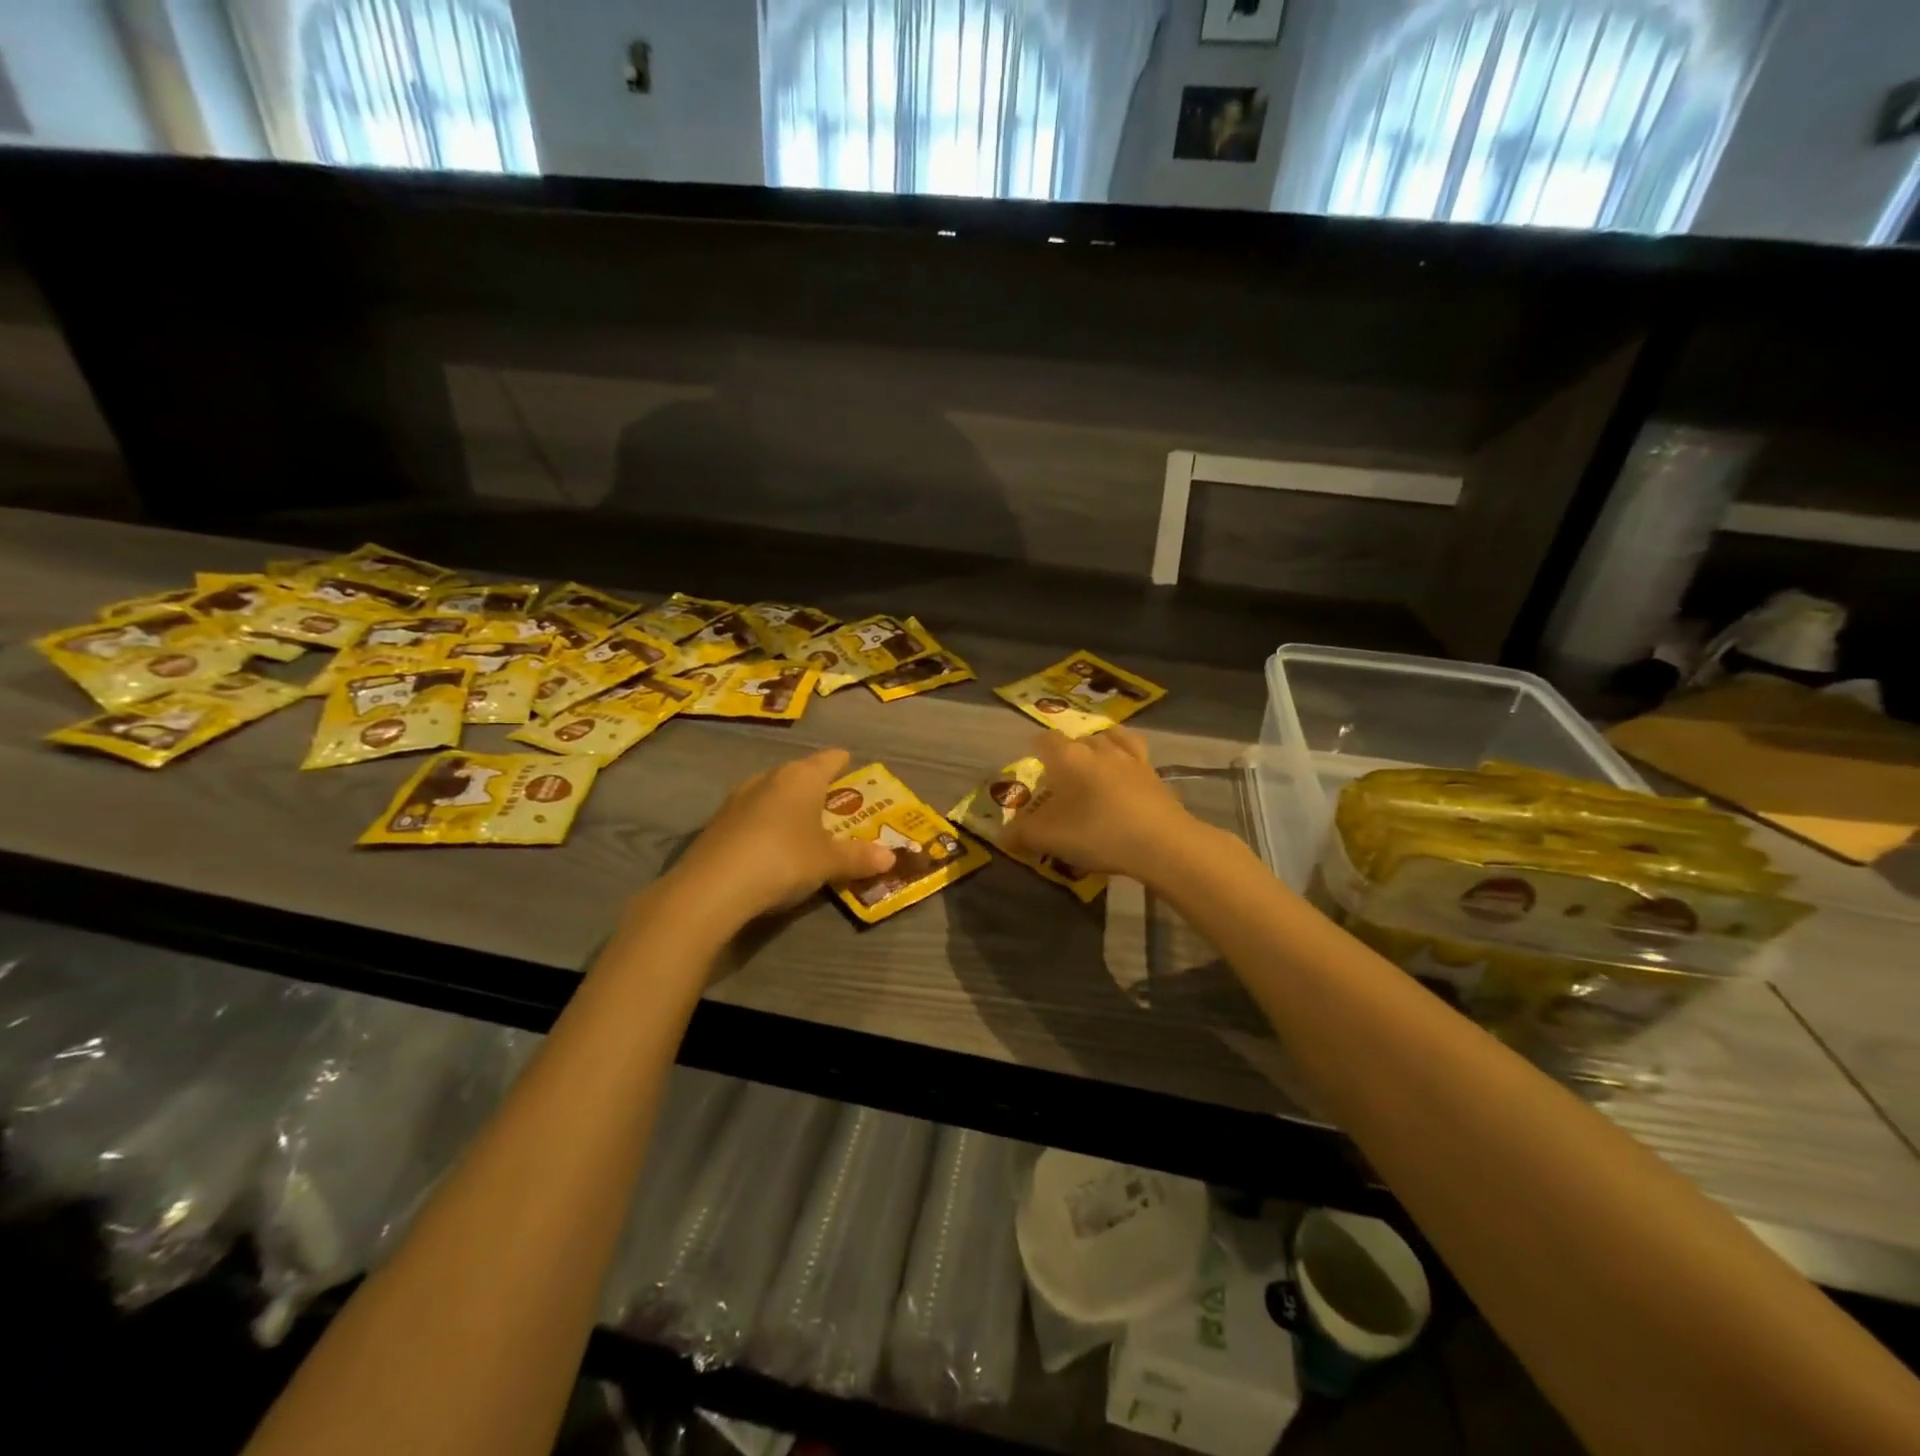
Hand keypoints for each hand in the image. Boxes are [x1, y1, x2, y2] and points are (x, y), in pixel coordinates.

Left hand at [654, 748, 895, 930]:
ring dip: (787, 803)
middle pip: (799, 772)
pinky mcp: (717, 822)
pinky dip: (765, 822)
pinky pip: (751, 813)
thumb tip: (891, 857)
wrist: (712, 888)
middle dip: (816, 785)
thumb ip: (859, 857)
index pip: (829, 759)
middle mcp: (769, 777)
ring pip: (771, 791)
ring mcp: (738, 798)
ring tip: (801, 822)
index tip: (852, 765)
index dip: (843, 762)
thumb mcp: (828, 863)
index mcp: (802, 777)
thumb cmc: (783, 860)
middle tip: (833, 802)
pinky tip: (769, 843)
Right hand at [1001, 728, 1199, 880]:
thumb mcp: (1051, 838)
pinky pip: (1135, 754)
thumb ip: (1023, 834)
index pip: (1045, 740)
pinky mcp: (1154, 773)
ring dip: (1098, 747)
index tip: (1032, 763)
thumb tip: (1003, 837)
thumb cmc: (1097, 833)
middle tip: (1061, 778)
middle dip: (1066, 753)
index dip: (1036, 749)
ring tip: (1094, 764)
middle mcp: (1098, 748)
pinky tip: (1125, 772)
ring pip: (1109, 739)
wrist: (1162, 843)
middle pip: (1077, 739)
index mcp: (1068, 757)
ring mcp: (1130, 758)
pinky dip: (1126, 758)